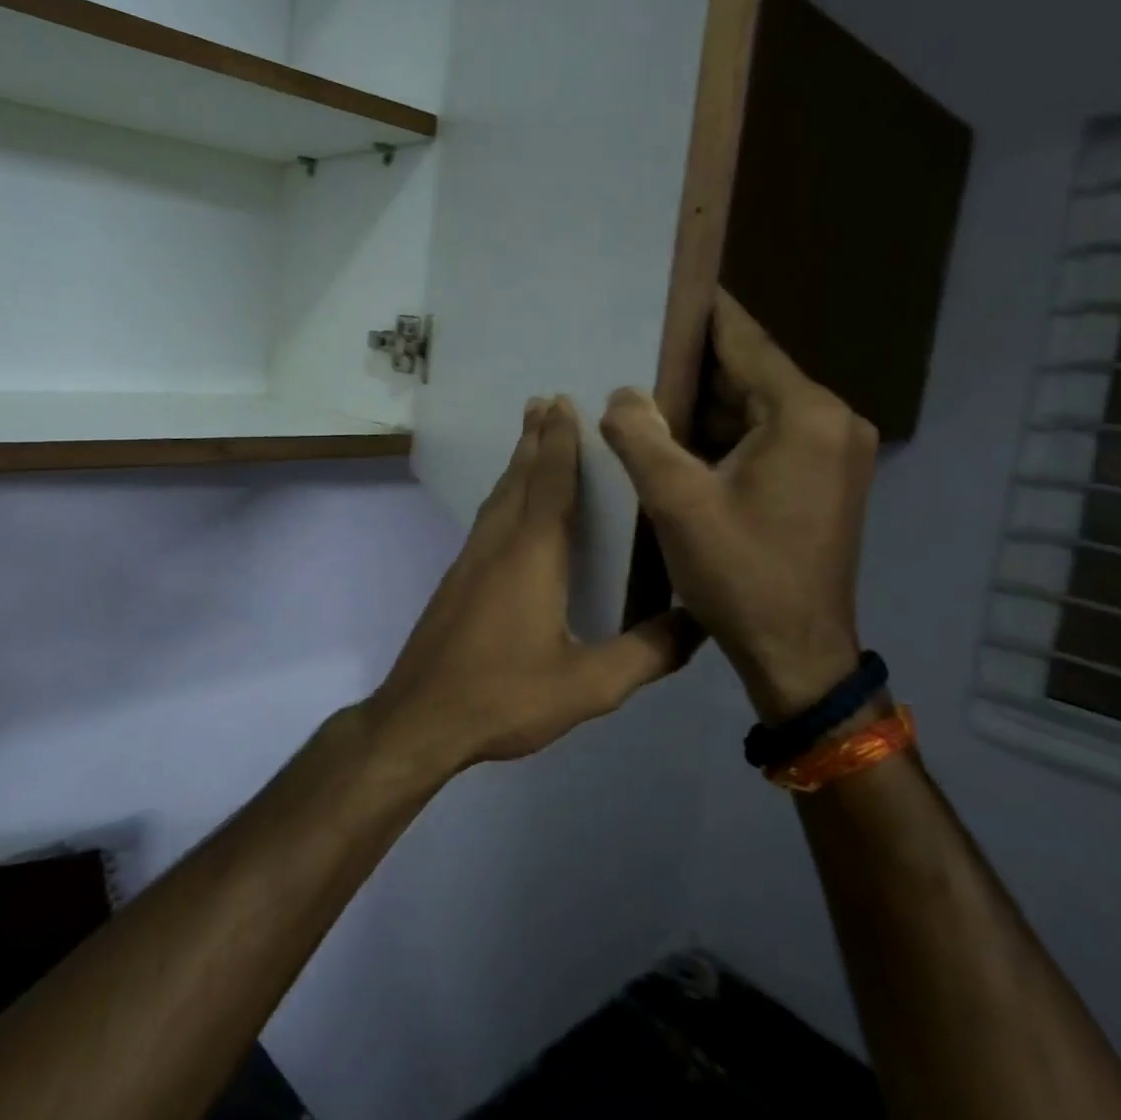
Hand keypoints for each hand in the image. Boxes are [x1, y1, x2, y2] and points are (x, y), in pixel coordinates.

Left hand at [364, 397, 702, 776]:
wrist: (420, 717)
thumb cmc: (505, 696)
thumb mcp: (588, 685)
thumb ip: (646, 654)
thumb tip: (700, 621)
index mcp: (532, 556)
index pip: (550, 484)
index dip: (559, 442)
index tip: (562, 403)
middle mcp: (497, 545)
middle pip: (518, 479)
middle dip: (534, 439)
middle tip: (542, 401)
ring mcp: (469, 561)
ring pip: (497, 498)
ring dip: (516, 464)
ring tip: (529, 440)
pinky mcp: (456, 580)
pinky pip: (486, 520)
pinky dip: (503, 497)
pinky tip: (508, 510)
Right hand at [600, 289, 876, 722]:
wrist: (797, 652)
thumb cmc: (740, 574)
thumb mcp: (677, 502)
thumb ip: (641, 437)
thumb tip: (621, 395)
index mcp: (805, 416)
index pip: (745, 342)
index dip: (702, 313)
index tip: (668, 282)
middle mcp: (830, 422)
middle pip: (750, 374)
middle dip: (691, 366)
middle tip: (633, 347)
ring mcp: (832, 452)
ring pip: (755, 408)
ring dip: (703, 405)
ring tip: (643, 392)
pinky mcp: (823, 479)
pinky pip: (766, 437)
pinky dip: (723, 434)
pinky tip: (677, 439)